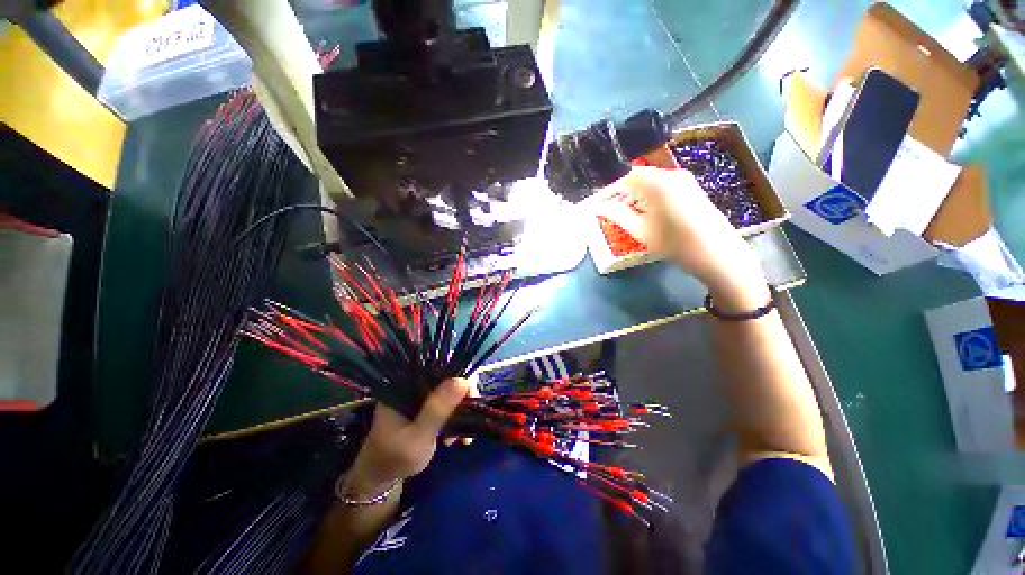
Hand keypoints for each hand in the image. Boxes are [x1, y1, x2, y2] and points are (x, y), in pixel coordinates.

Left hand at [342, 378, 469, 497]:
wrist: (379, 479)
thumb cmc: (394, 458)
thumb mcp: (418, 436)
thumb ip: (438, 409)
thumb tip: (463, 380)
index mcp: (405, 383)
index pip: (439, 367)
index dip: (460, 377)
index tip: (470, 398)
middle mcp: (413, 384)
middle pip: (448, 378)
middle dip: (463, 398)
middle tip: (469, 420)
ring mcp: (419, 395)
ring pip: (450, 392)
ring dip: (460, 411)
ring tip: (460, 437)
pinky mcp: (425, 407)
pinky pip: (447, 404)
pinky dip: (455, 419)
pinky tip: (456, 438)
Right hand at [608, 167, 768, 312]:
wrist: (716, 253)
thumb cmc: (673, 241)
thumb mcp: (640, 230)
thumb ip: (617, 215)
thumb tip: (599, 207)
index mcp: (658, 181)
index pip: (626, 178)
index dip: (611, 191)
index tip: (601, 205)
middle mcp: (672, 174)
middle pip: (639, 178)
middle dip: (623, 194)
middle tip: (612, 213)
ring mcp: (684, 181)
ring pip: (651, 184)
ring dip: (636, 197)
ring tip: (628, 217)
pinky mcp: (691, 189)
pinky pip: (663, 188)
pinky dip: (650, 199)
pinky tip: (647, 216)